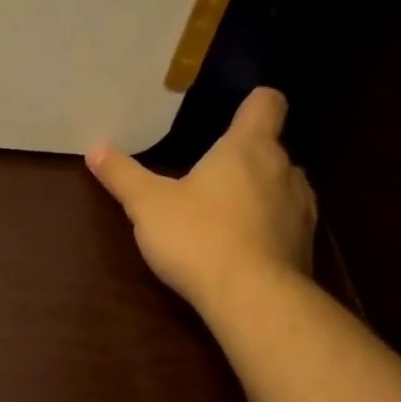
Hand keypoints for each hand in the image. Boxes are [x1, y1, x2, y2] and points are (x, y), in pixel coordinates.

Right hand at [86, 87, 315, 314]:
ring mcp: (302, 209)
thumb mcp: (148, 205)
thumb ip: (123, 175)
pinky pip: (285, 224)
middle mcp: (286, 169)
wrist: (253, 299)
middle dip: (243, 158)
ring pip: (281, 187)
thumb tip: (95, 148)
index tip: (231, 112)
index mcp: (249, 147)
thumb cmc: (199, 237)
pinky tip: (238, 249)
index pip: (267, 102)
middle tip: (207, 175)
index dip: (251, 102)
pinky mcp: (305, 246)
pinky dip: (266, 228)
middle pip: (270, 148)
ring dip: (257, 194)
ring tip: (222, 214)